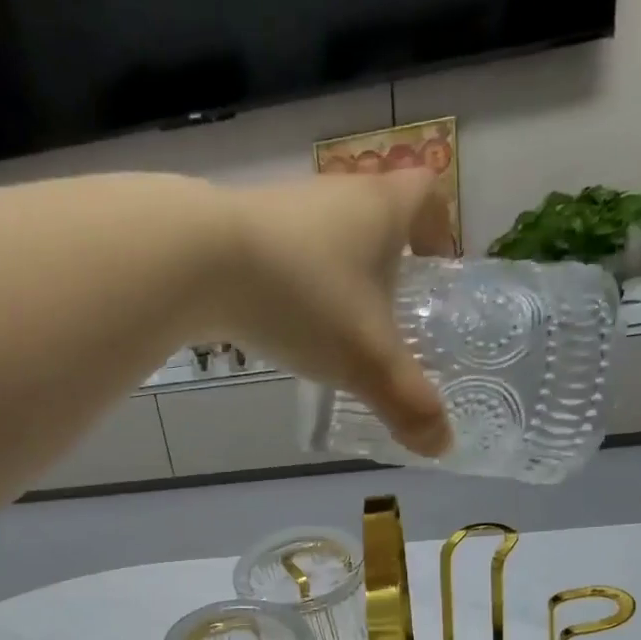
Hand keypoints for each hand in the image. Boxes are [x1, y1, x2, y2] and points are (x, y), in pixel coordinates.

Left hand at [216, 172, 452, 455]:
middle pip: (375, 215)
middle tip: (388, 314)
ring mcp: (283, 207)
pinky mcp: (238, 228)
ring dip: (335, 276)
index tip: (434, 268)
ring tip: (333, 329)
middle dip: (386, 261)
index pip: (427, 195)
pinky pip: (281, 254)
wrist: (198, 262)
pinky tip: (281, 323)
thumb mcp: (366, 360)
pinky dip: (291, 284)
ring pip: (325, 236)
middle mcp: (336, 194)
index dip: (439, 228)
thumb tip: (442, 446)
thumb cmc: (303, 298)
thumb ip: (407, 402)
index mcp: (381, 208)